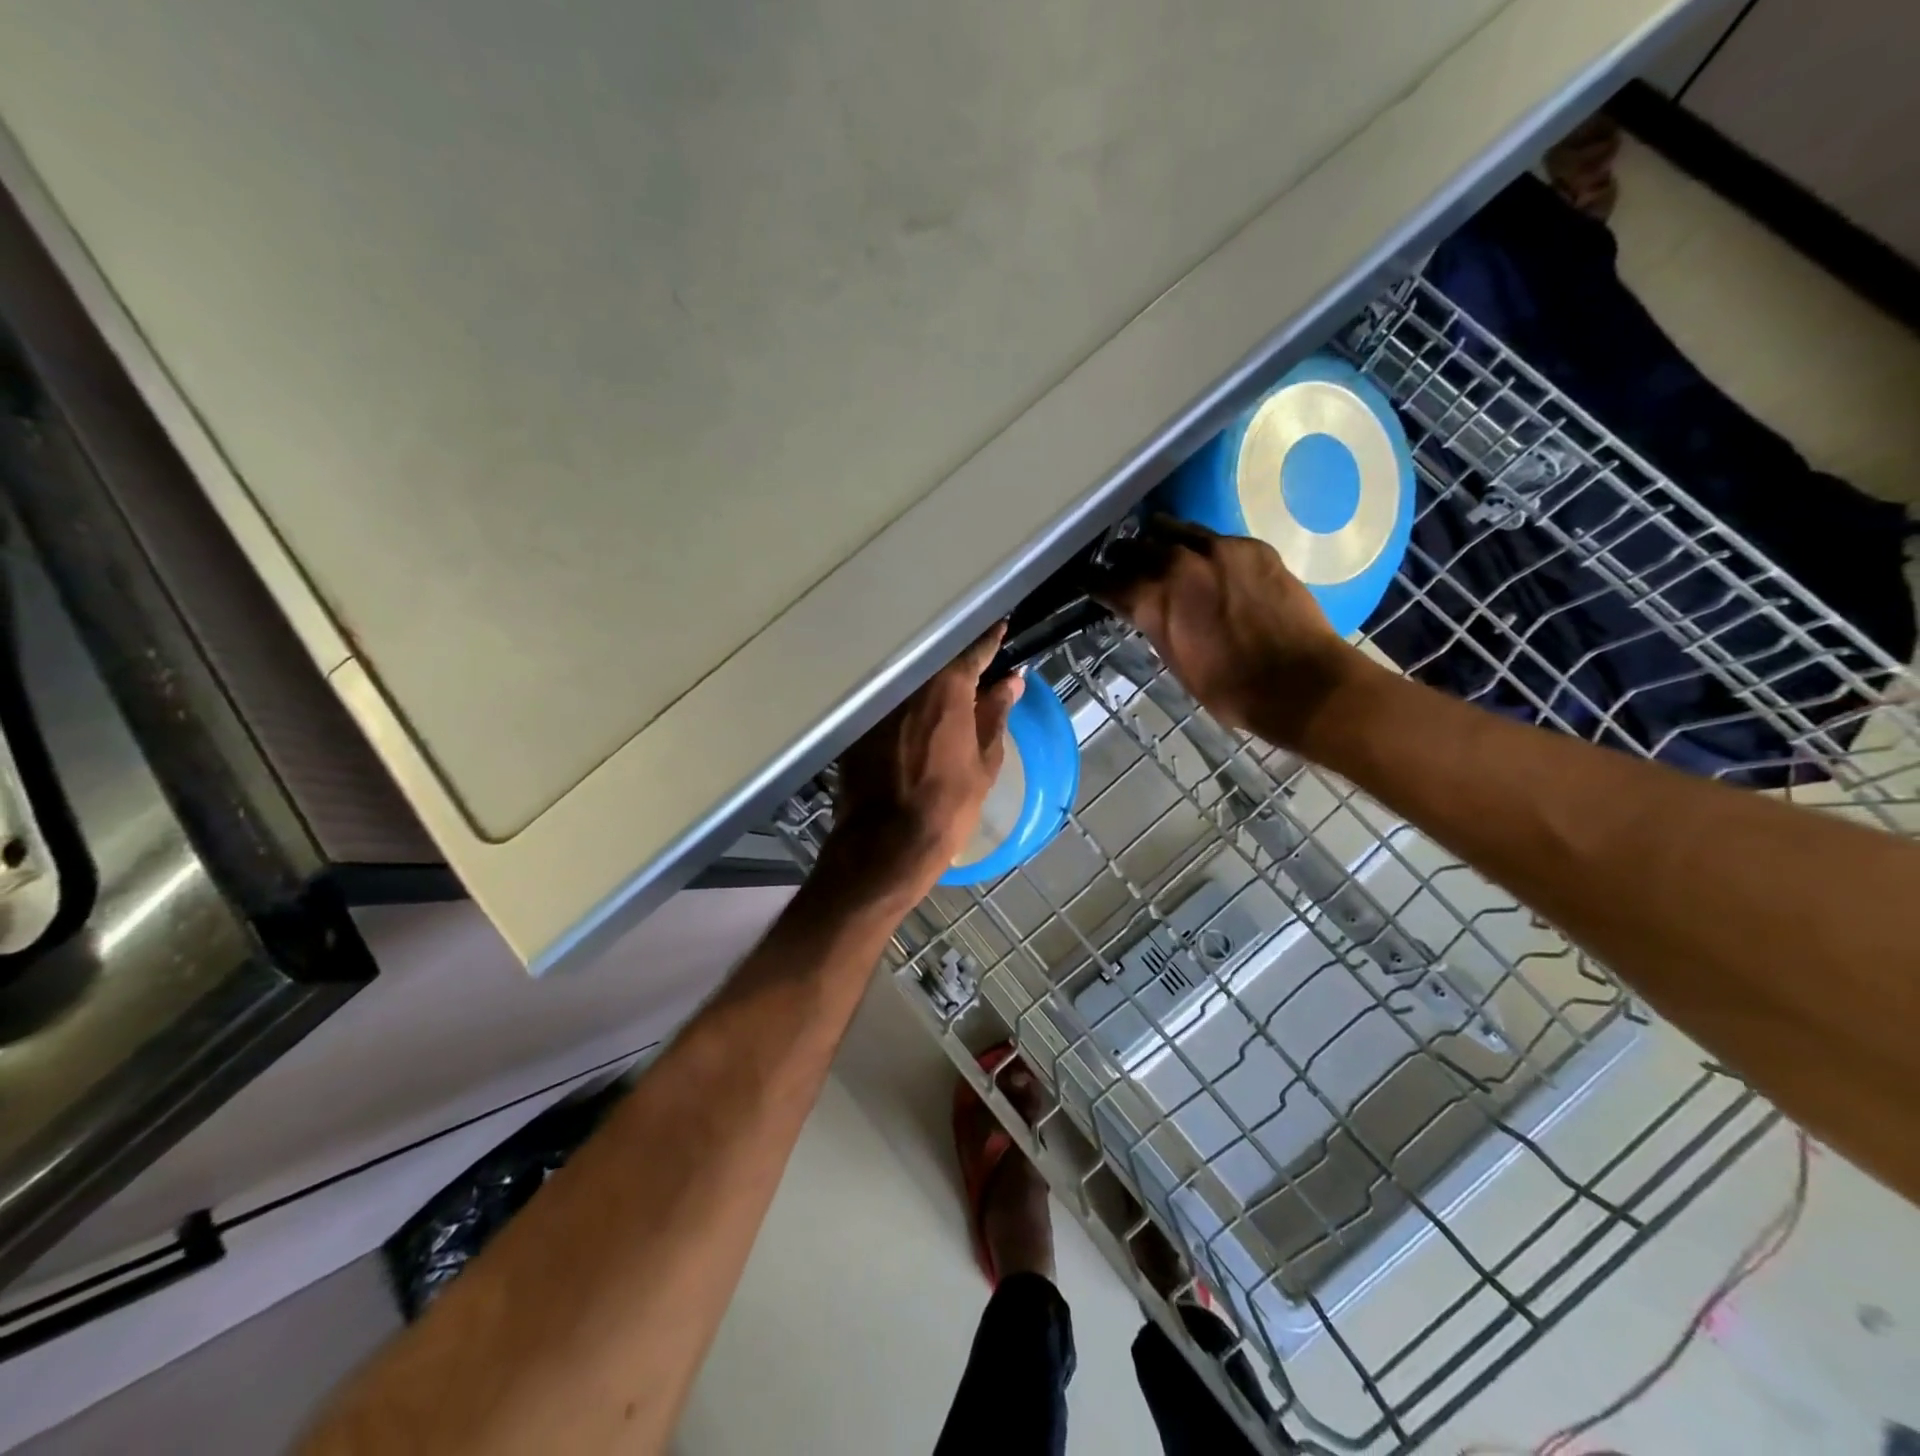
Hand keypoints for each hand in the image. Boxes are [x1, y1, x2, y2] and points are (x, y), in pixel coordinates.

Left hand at [821, 623, 1024, 903]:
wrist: (886, 845)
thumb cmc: (948, 806)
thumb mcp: (985, 762)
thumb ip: (996, 714)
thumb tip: (1012, 680)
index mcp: (947, 689)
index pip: (974, 651)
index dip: (990, 639)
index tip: (1001, 625)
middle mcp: (908, 685)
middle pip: (937, 661)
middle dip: (957, 658)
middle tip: (976, 661)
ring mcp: (878, 703)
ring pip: (910, 680)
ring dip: (929, 680)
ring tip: (947, 687)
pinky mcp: (857, 725)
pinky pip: (888, 702)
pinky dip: (904, 703)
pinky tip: (914, 716)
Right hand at [1094, 516, 1363, 747]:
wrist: (1298, 681)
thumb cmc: (1228, 689)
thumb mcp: (1175, 661)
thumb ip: (1156, 626)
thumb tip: (1148, 610)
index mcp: (1151, 600)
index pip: (1106, 581)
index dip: (1095, 582)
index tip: (1090, 582)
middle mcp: (1177, 564)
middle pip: (1135, 547)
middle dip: (1124, 556)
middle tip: (1122, 564)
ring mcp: (1217, 549)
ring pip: (1173, 529)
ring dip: (1159, 540)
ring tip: (1157, 548)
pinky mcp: (1251, 546)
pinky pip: (1214, 537)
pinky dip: (1201, 547)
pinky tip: (1207, 559)